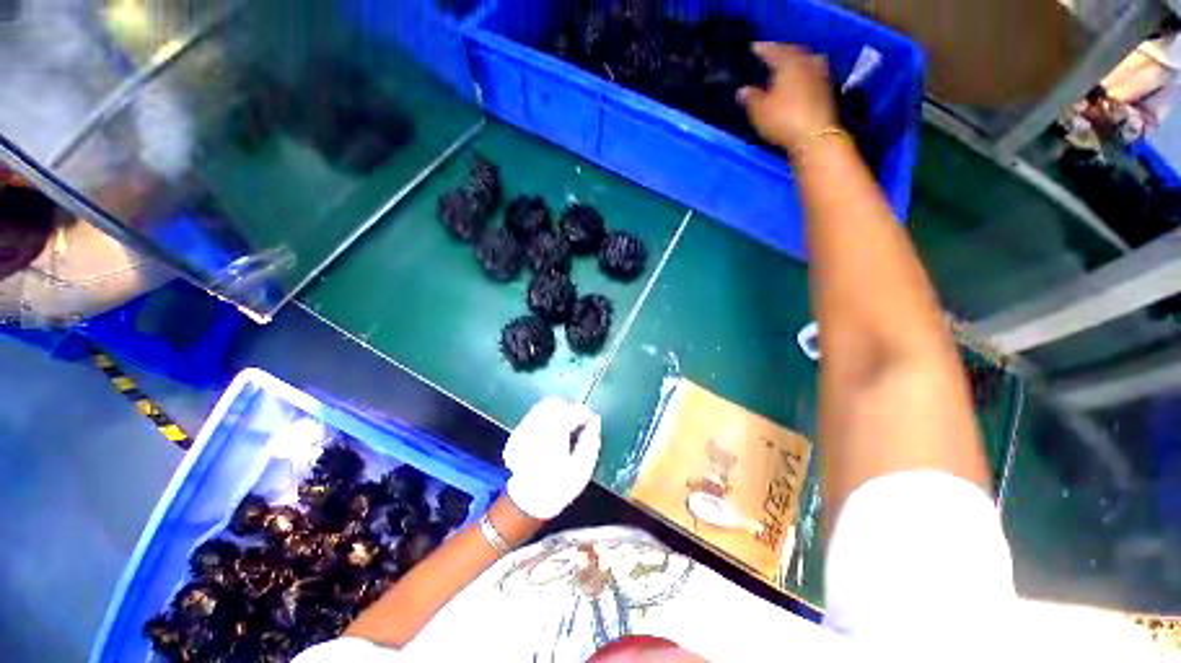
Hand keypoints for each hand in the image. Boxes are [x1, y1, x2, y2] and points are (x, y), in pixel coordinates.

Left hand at [503, 398, 601, 520]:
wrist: (528, 503)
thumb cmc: (559, 487)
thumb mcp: (583, 468)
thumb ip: (590, 441)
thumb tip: (595, 421)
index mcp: (554, 433)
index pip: (572, 411)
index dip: (585, 413)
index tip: (591, 421)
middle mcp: (536, 426)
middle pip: (555, 403)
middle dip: (569, 408)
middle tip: (579, 423)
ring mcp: (524, 429)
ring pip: (543, 406)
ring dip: (558, 412)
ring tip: (566, 427)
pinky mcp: (517, 433)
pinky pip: (534, 415)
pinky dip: (546, 418)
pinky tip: (551, 433)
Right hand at [738, 43, 837, 150]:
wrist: (815, 136)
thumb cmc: (783, 119)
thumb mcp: (759, 110)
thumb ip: (750, 97)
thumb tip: (743, 90)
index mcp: (789, 62)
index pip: (773, 50)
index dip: (762, 50)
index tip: (753, 48)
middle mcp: (807, 62)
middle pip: (792, 53)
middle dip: (781, 54)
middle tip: (770, 58)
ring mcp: (821, 75)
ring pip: (804, 63)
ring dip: (794, 65)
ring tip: (784, 71)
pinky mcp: (827, 91)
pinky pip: (811, 76)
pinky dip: (803, 78)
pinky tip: (797, 84)